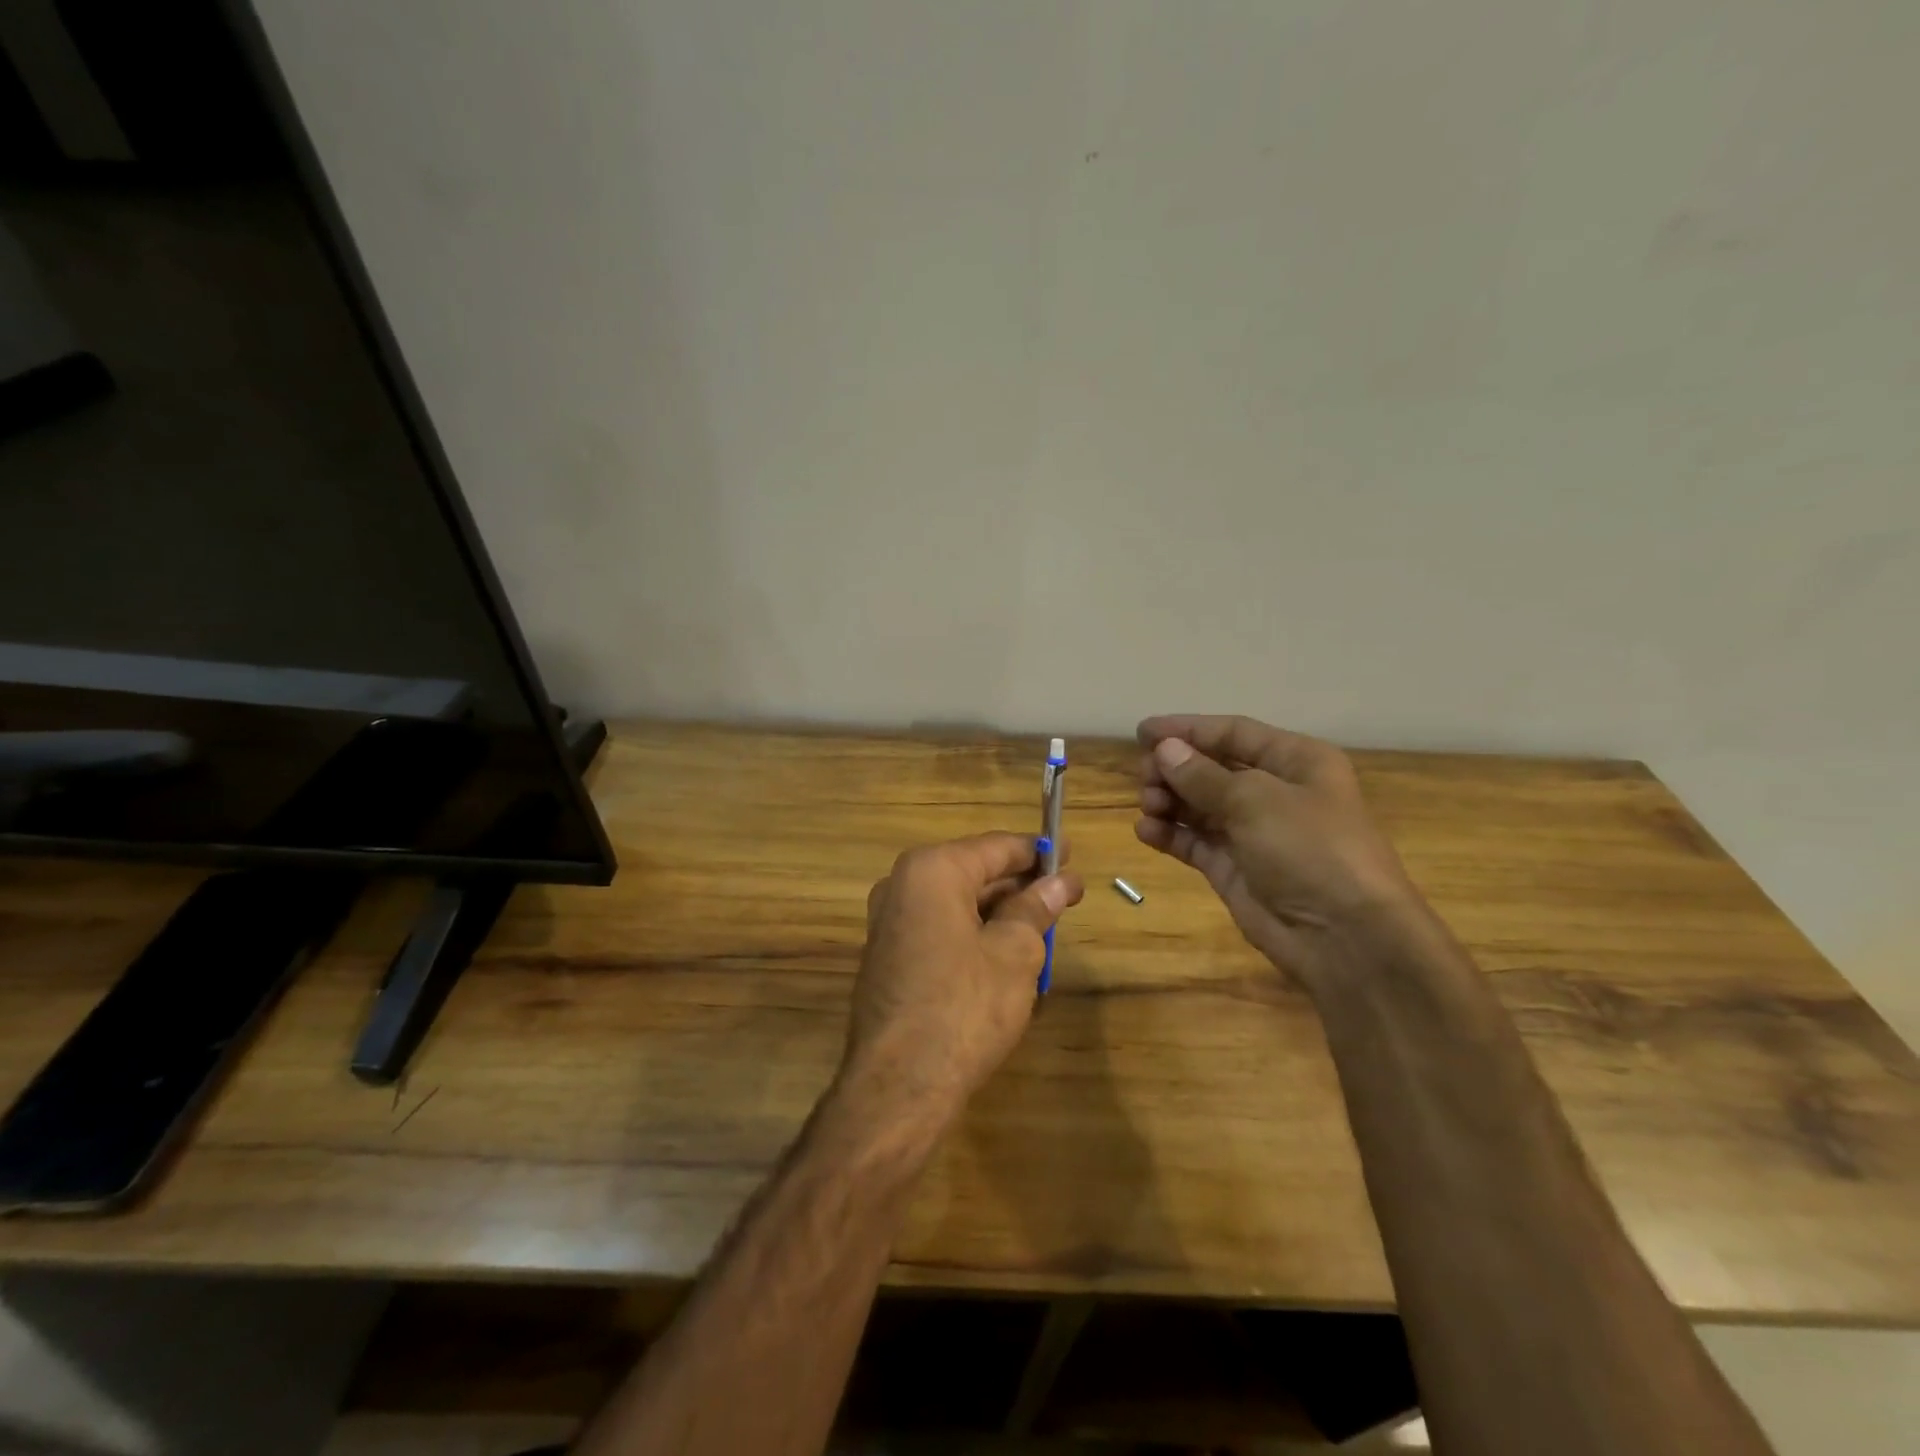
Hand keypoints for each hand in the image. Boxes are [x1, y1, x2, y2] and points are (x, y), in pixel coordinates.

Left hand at [839, 833, 1083, 1132]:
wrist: (899, 1085)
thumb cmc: (964, 1006)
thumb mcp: (1015, 953)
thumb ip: (1035, 909)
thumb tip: (1058, 884)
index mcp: (931, 871)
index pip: (995, 847)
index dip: (1038, 851)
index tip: (1071, 855)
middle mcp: (902, 886)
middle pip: (974, 873)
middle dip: (1021, 885)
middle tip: (1066, 894)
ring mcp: (890, 924)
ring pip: (958, 904)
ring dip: (1001, 913)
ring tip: (1045, 926)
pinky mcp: (889, 958)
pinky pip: (941, 930)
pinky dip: (975, 935)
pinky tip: (1008, 955)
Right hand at [1135, 715, 1424, 986]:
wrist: (1345, 938)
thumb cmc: (1310, 850)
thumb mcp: (1256, 801)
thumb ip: (1203, 775)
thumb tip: (1165, 749)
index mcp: (1296, 761)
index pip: (1233, 733)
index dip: (1187, 730)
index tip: (1142, 732)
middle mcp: (1275, 792)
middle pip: (1213, 768)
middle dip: (1175, 769)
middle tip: (1144, 776)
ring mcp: (1254, 833)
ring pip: (1200, 805)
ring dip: (1170, 800)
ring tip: (1148, 805)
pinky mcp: (1235, 869)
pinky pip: (1196, 842)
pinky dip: (1171, 834)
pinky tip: (1146, 831)